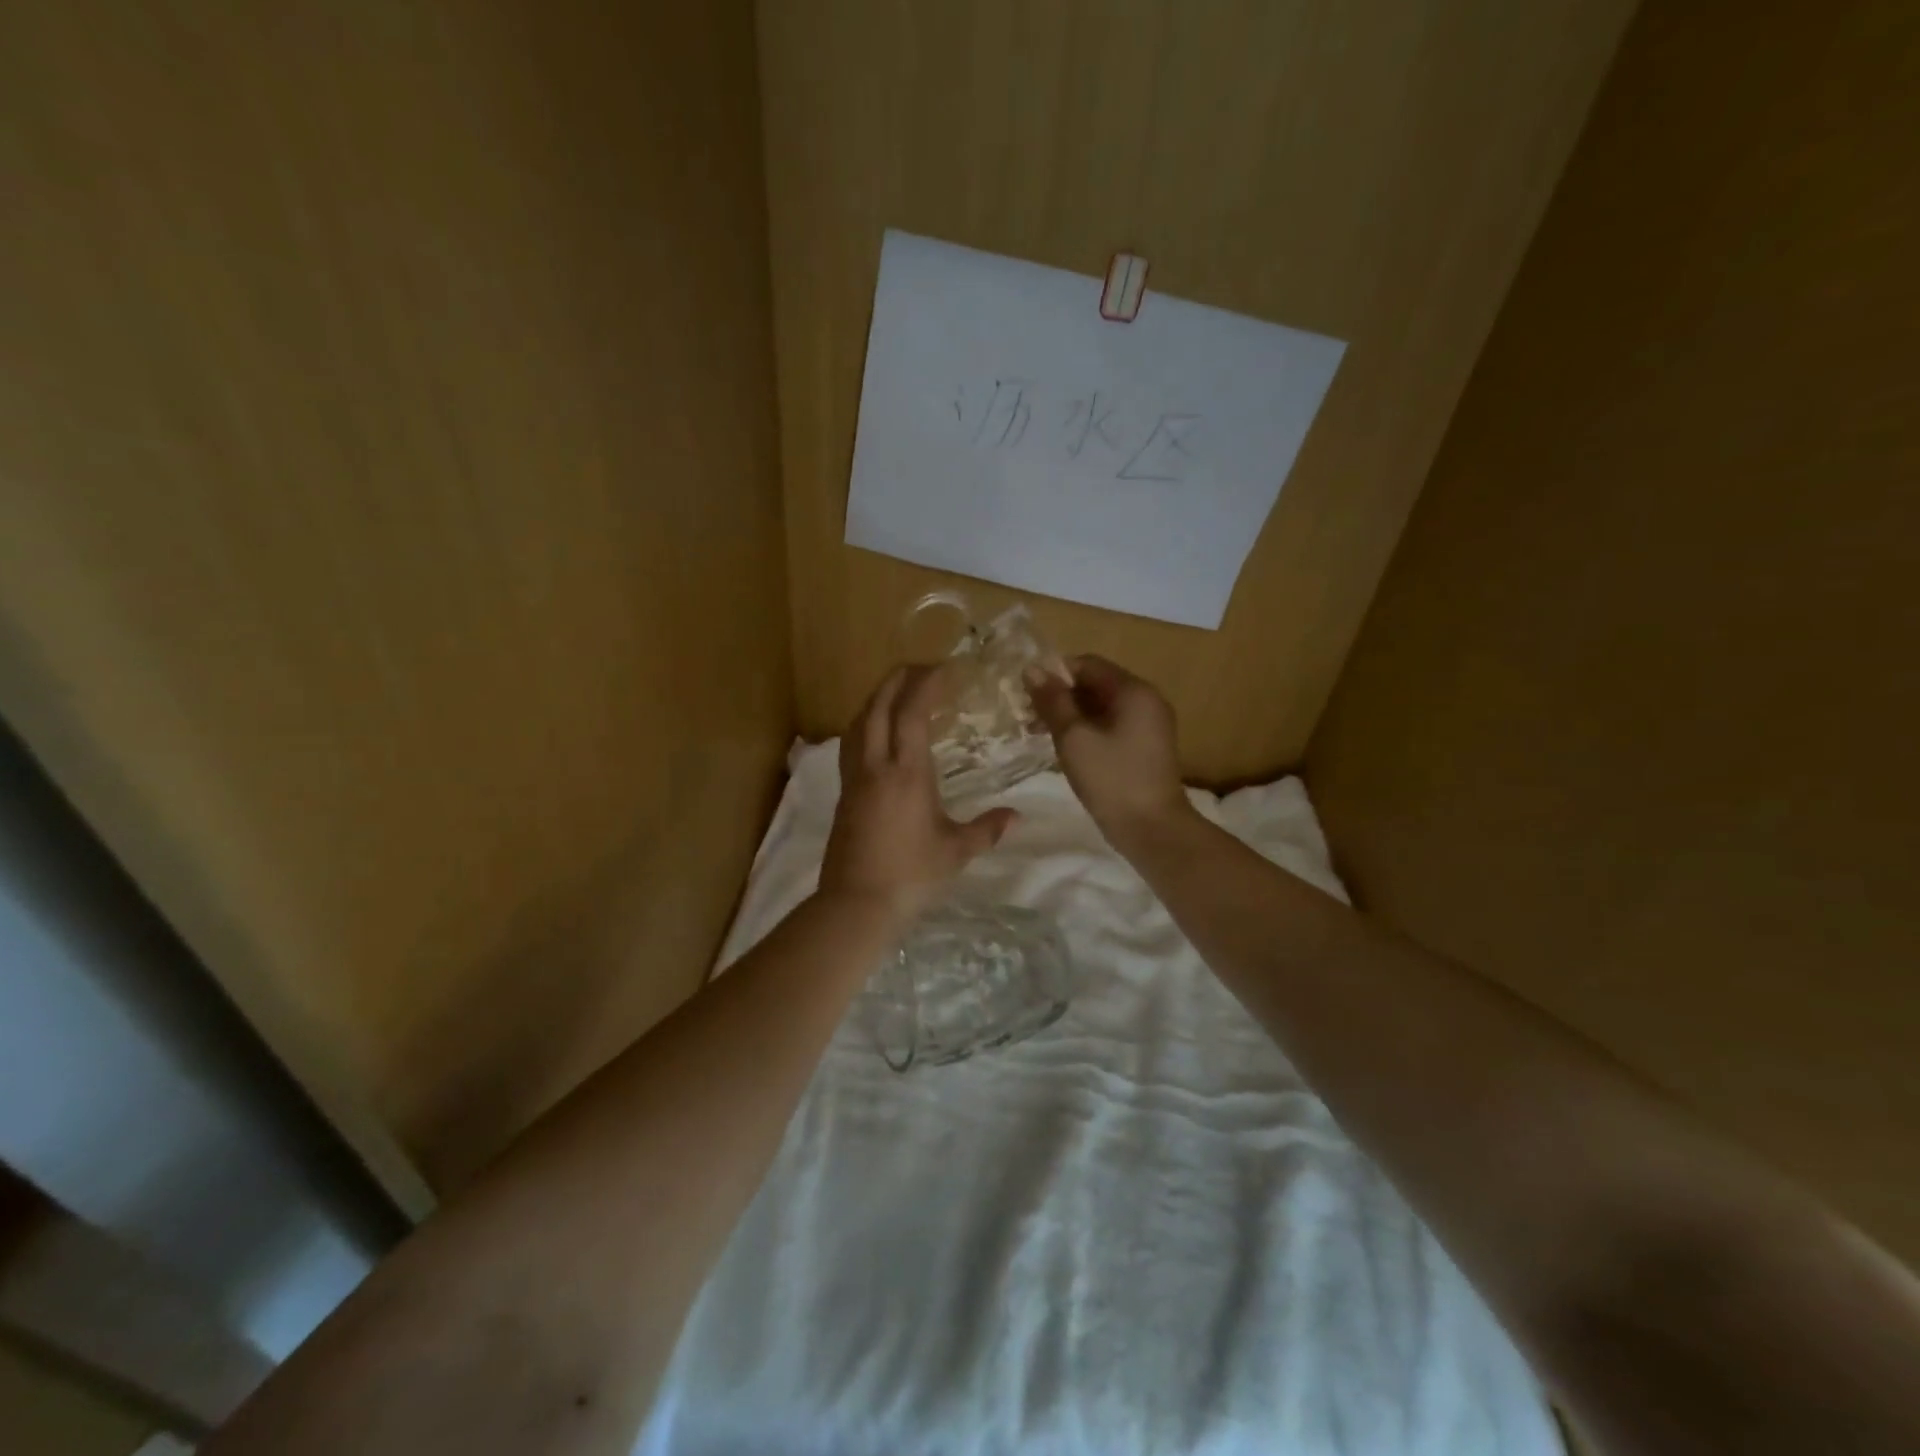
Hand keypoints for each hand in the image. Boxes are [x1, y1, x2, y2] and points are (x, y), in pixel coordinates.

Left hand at [819, 664, 1018, 921]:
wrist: (857, 903)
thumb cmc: (911, 874)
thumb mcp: (956, 851)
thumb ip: (987, 829)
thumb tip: (1017, 817)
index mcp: (907, 772)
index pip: (912, 712)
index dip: (926, 683)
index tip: (945, 669)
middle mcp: (876, 765)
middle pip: (878, 705)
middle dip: (898, 679)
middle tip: (922, 669)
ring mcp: (854, 778)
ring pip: (859, 722)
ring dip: (877, 699)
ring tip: (899, 694)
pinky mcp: (843, 793)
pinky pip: (851, 743)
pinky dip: (865, 724)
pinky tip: (876, 734)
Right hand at [1026, 655, 1188, 849]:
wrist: (1152, 829)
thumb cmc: (1111, 779)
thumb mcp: (1074, 737)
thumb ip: (1053, 701)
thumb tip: (1032, 669)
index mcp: (1133, 690)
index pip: (1088, 664)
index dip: (1055, 674)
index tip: (1027, 695)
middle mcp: (1146, 700)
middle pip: (1096, 684)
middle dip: (1061, 696)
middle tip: (1029, 718)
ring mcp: (1149, 725)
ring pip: (1102, 707)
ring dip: (1071, 715)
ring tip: (1040, 734)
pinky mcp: (1146, 747)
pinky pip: (1112, 726)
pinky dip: (1088, 730)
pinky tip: (1066, 749)